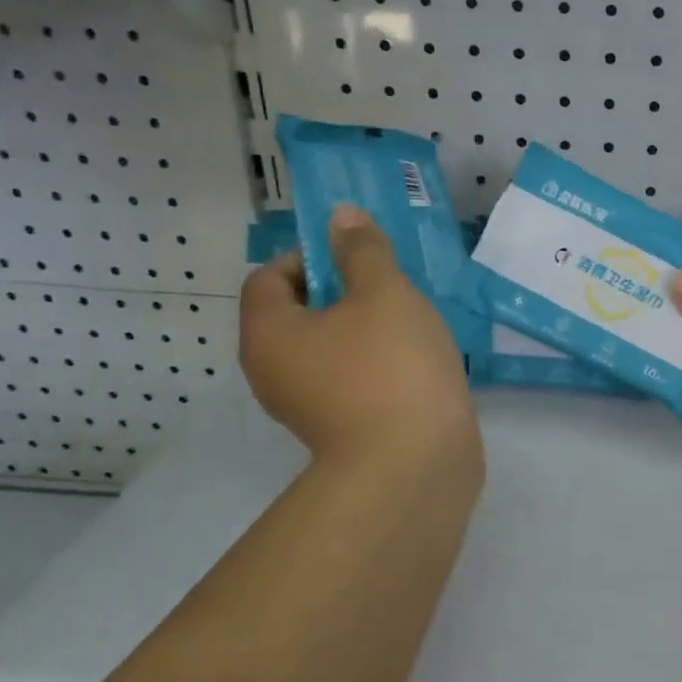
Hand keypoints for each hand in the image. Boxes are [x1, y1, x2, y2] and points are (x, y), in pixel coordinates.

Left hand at [239, 205, 480, 475]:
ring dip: (362, 327)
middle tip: (389, 287)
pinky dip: (373, 362)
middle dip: (342, 290)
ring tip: (408, 322)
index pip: (268, 276)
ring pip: (327, 346)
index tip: (357, 258)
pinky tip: (413, 361)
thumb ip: (361, 250)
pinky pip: (348, 377)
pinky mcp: (338, 429)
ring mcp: (304, 406)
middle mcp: (273, 371)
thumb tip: (339, 216)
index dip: (309, 256)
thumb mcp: (383, 292)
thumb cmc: (391, 366)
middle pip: (296, 312)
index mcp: (269, 333)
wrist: (414, 465)